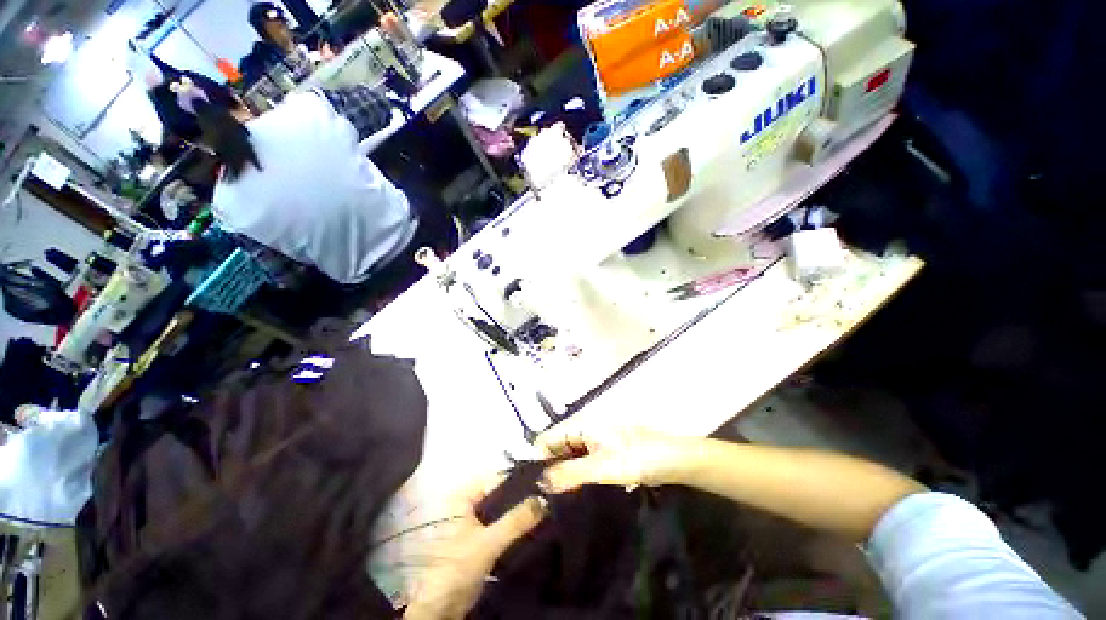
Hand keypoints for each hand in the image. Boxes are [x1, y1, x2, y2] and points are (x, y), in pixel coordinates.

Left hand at [404, 476, 546, 619]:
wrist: (442, 607)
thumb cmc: (458, 565)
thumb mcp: (489, 541)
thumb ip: (516, 520)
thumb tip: (544, 500)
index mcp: (463, 497)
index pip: (496, 479)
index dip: (518, 479)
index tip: (542, 481)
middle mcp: (468, 505)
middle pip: (500, 494)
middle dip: (521, 496)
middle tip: (546, 496)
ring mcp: (474, 524)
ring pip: (502, 511)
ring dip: (519, 513)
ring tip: (544, 510)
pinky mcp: (480, 541)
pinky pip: (502, 527)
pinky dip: (515, 527)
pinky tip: (533, 527)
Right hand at [537, 428, 694, 493]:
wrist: (672, 459)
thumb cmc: (636, 458)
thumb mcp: (600, 468)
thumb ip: (568, 474)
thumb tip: (538, 482)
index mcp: (580, 424)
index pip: (546, 438)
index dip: (538, 460)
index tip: (535, 488)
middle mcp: (584, 427)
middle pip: (557, 446)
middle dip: (551, 469)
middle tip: (547, 499)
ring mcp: (595, 438)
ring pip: (570, 455)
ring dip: (565, 474)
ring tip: (560, 499)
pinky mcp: (605, 450)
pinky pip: (583, 460)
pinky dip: (579, 474)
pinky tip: (579, 492)